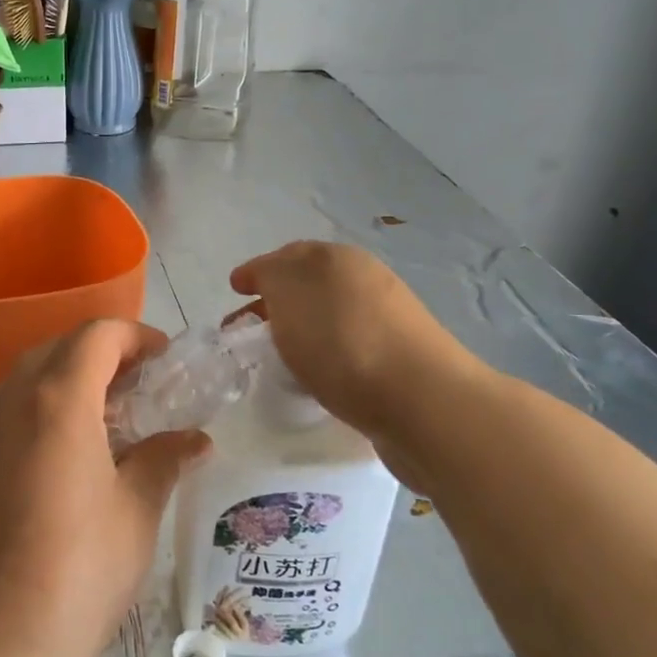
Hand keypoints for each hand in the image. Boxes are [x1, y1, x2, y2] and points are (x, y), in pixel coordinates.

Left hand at [0, 320, 210, 656]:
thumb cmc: (69, 579)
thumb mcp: (133, 519)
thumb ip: (162, 463)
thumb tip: (195, 439)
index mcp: (56, 401)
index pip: (96, 336)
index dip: (135, 336)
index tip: (164, 361)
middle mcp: (7, 402)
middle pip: (57, 351)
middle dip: (102, 358)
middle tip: (139, 393)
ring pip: (24, 383)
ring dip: (66, 386)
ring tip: (103, 429)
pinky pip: (2, 418)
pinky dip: (36, 417)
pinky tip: (56, 467)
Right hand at [230, 241, 484, 444]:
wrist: (421, 401)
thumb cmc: (342, 341)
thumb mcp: (288, 292)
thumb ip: (270, 276)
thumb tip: (269, 280)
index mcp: (338, 258)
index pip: (287, 255)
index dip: (257, 271)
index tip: (235, 291)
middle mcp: (366, 280)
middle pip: (308, 286)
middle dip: (274, 303)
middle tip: (245, 331)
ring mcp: (388, 320)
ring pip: (328, 317)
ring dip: (299, 330)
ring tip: (276, 359)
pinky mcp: (400, 359)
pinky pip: (347, 348)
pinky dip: (323, 355)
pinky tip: (314, 378)